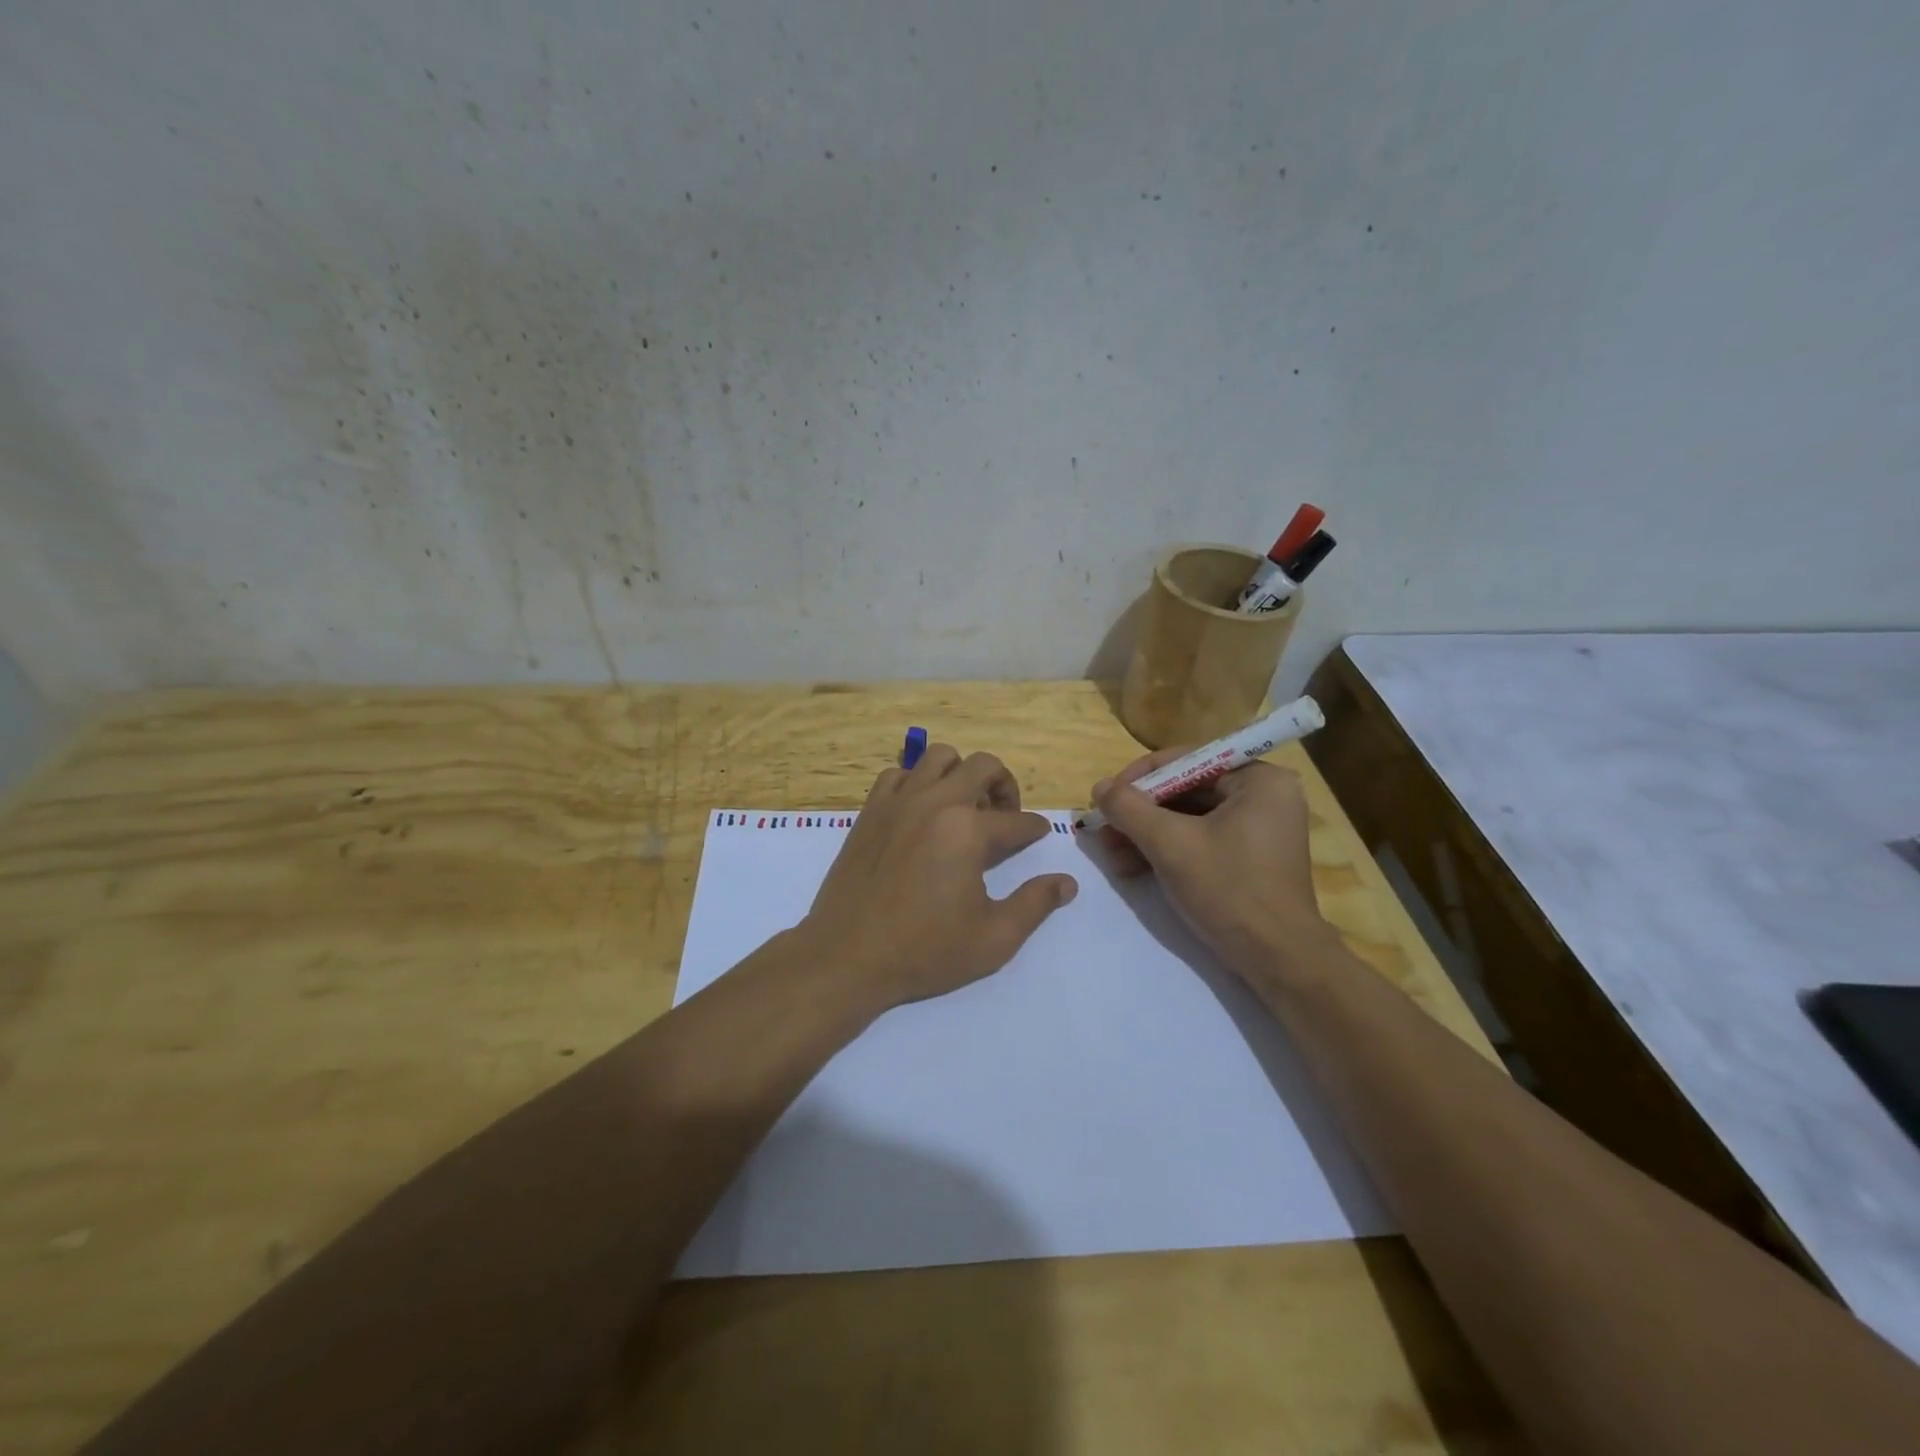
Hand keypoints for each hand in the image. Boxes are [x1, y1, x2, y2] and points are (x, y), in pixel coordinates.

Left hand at [804, 745, 1078, 1012]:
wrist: (847, 957)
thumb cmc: (924, 952)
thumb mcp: (993, 939)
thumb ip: (1035, 905)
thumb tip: (1067, 882)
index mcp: (968, 831)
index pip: (1017, 820)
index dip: (1035, 829)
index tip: (1039, 836)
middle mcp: (935, 802)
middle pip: (983, 766)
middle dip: (1005, 785)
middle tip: (1005, 816)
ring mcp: (898, 802)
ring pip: (939, 757)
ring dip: (961, 773)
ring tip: (965, 805)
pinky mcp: (870, 811)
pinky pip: (897, 773)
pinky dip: (915, 781)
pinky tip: (920, 811)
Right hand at [1091, 750, 1336, 985]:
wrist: (1277, 960)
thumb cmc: (1229, 890)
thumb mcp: (1170, 844)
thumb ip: (1130, 809)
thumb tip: (1099, 787)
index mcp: (1259, 780)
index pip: (1187, 760)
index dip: (1140, 777)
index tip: (1107, 799)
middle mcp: (1264, 796)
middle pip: (1186, 790)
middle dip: (1141, 813)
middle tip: (1105, 830)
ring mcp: (1259, 829)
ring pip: (1189, 818)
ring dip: (1147, 834)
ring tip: (1112, 854)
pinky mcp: (1250, 858)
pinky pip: (1201, 839)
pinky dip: (1168, 850)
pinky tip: (1134, 867)